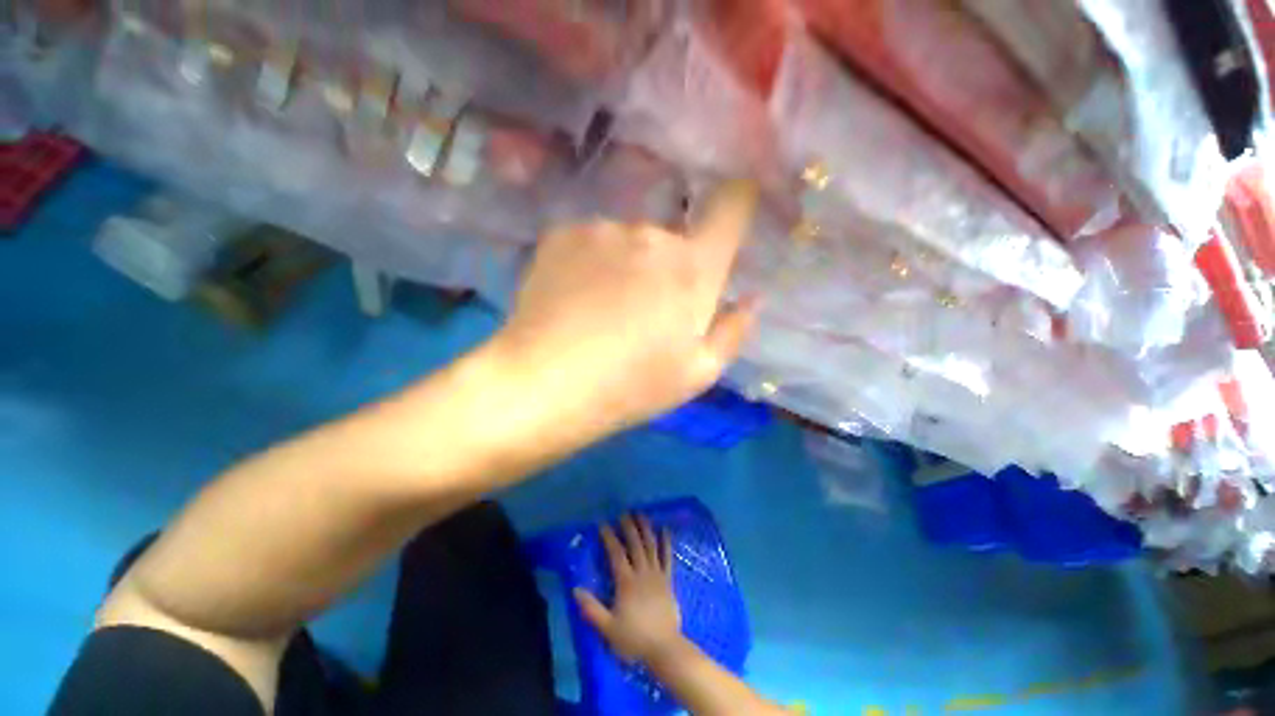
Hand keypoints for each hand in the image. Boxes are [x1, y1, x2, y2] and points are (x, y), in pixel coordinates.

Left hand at [490, 181, 758, 446]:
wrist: (546, 384)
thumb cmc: (631, 386)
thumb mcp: (697, 373)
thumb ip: (733, 331)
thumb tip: (752, 298)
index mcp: (693, 268)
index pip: (732, 208)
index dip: (740, 198)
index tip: (737, 201)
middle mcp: (651, 234)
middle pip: (673, 237)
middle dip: (669, 267)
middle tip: (645, 311)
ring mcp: (602, 229)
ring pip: (629, 242)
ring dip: (627, 266)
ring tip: (603, 310)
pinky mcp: (561, 233)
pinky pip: (592, 243)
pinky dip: (591, 264)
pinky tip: (574, 299)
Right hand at [575, 515, 683, 663]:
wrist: (664, 649)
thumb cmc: (634, 639)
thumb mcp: (608, 628)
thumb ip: (592, 609)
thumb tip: (575, 589)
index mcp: (626, 582)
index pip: (616, 553)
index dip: (609, 537)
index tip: (603, 523)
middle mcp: (642, 572)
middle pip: (635, 544)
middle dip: (628, 527)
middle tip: (623, 512)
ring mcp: (657, 574)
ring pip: (651, 546)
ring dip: (645, 528)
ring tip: (641, 514)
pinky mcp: (668, 580)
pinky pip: (667, 557)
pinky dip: (666, 542)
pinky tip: (665, 530)